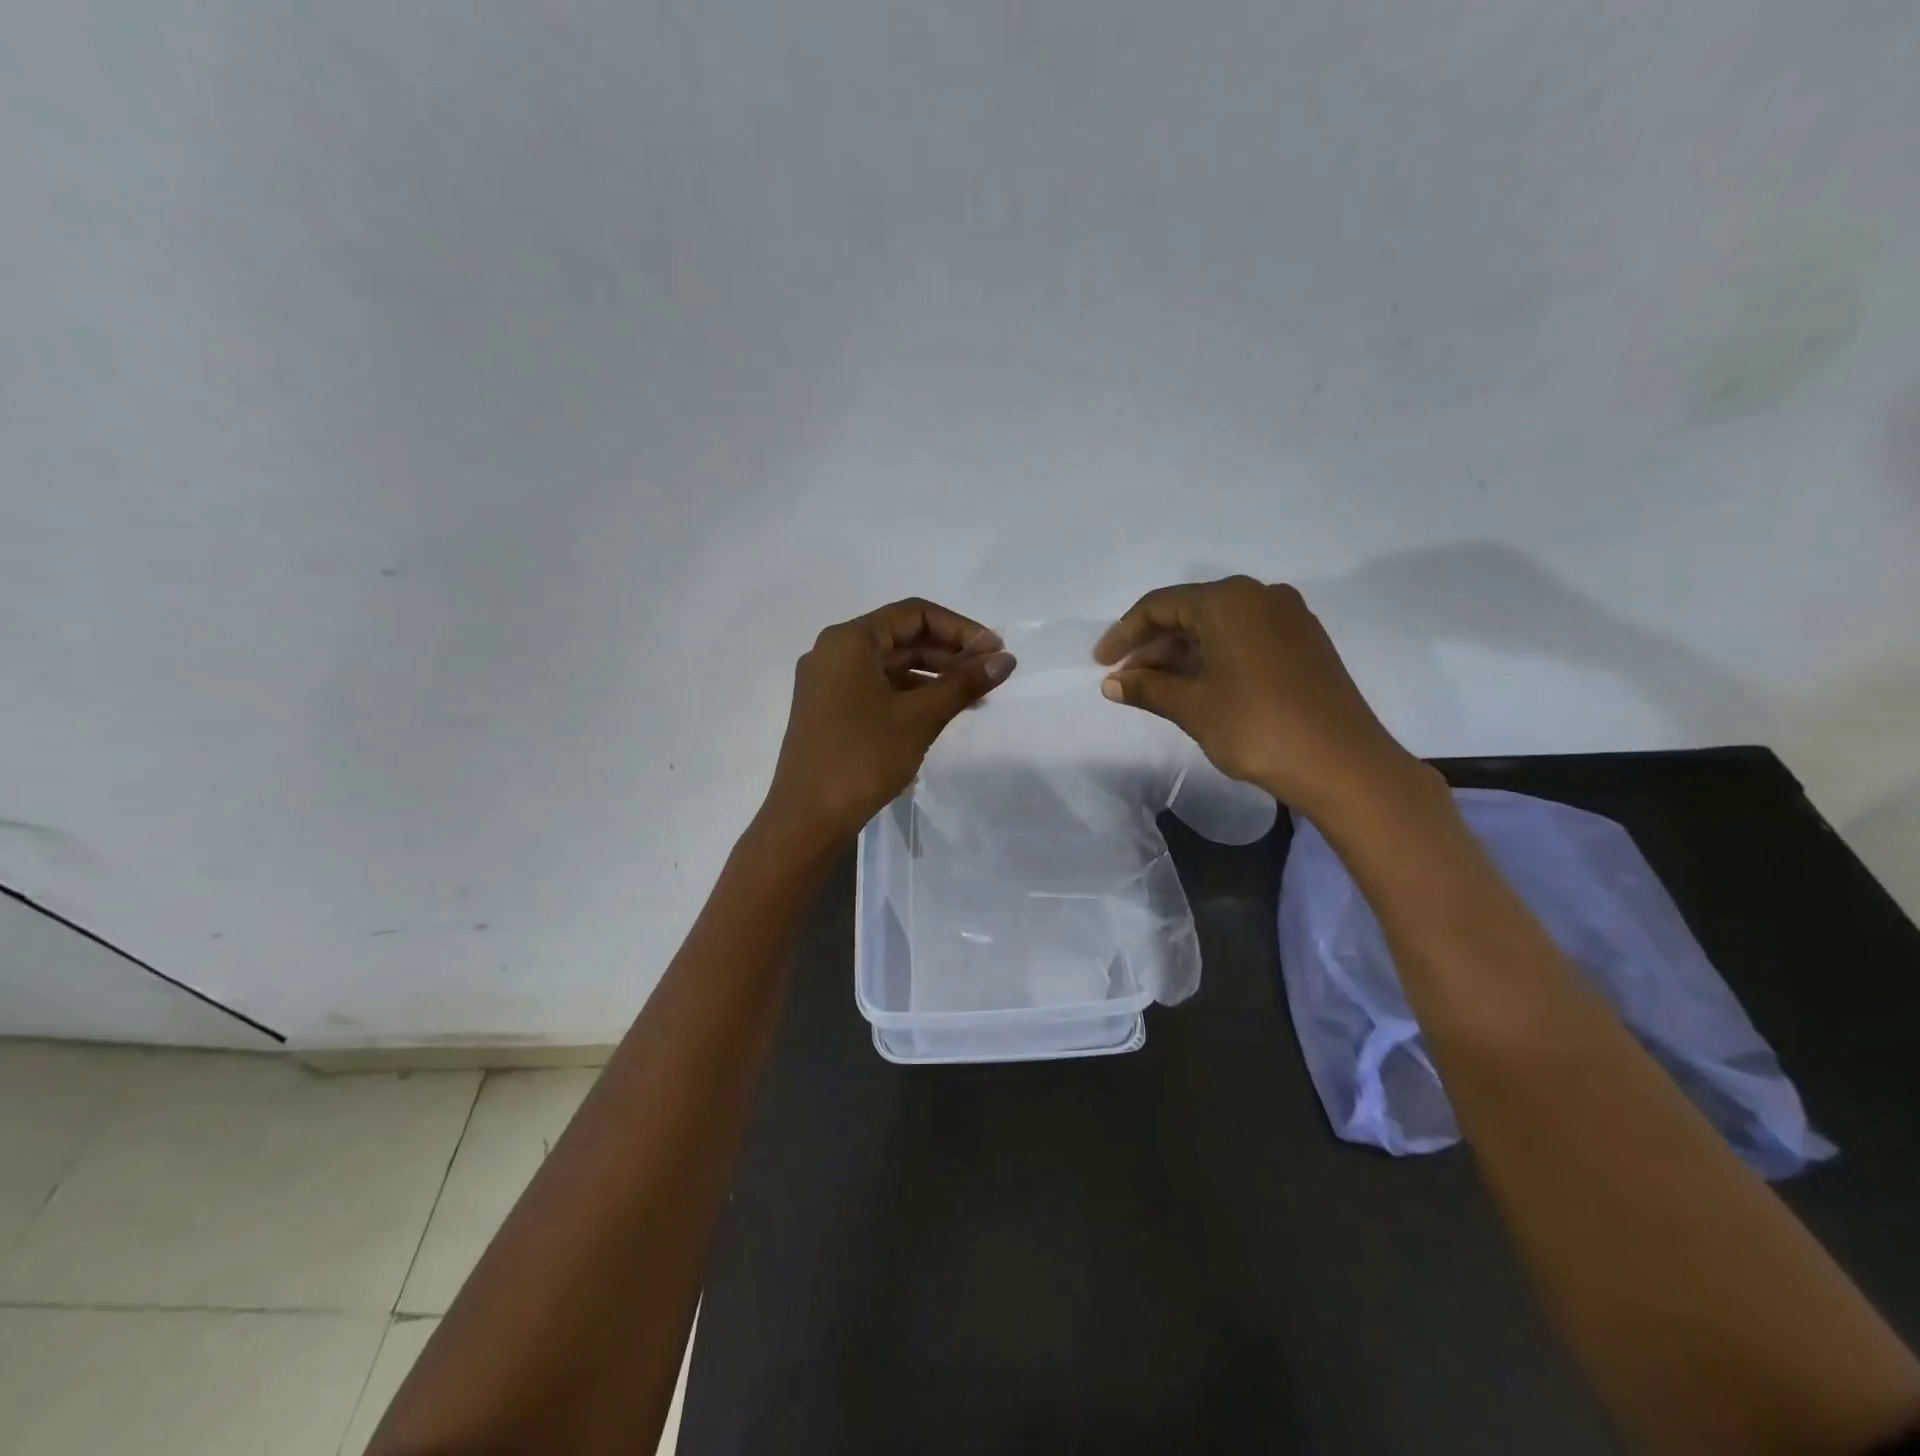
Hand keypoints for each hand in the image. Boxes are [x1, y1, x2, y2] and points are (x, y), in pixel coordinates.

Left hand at [763, 598, 1015, 845]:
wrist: (806, 818)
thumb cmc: (862, 758)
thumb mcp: (919, 717)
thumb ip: (964, 683)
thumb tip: (1007, 659)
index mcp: (849, 640)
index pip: (914, 614)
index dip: (960, 628)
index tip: (994, 651)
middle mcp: (833, 651)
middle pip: (901, 636)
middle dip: (949, 652)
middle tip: (989, 673)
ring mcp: (827, 681)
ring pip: (890, 664)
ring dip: (933, 674)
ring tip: (973, 696)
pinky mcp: (828, 709)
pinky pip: (877, 686)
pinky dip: (910, 693)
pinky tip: (939, 711)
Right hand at [1094, 576, 1429, 820]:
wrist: (1344, 764)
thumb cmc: (1257, 727)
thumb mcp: (1192, 707)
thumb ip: (1147, 689)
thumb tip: (1111, 684)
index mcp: (1229, 601)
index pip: (1160, 605)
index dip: (1123, 634)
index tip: (1100, 664)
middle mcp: (1261, 597)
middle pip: (1190, 613)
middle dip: (1152, 648)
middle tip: (1124, 682)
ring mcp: (1288, 619)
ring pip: (1218, 629)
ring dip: (1181, 657)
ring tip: (1154, 691)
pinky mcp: (1305, 645)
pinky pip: (1244, 640)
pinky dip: (1213, 660)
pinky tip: (1196, 689)